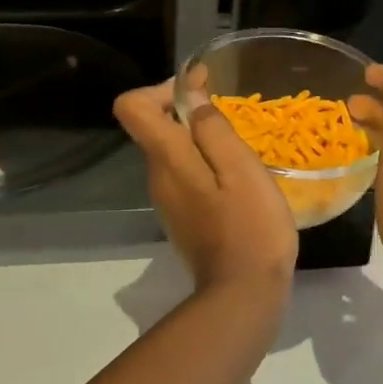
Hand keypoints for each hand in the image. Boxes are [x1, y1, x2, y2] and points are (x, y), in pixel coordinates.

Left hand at [113, 81, 297, 295]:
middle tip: (229, 111)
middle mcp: (157, 176)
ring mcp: (168, 201)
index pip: (132, 107)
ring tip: (240, 144)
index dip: (162, 88)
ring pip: (173, 151)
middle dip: (186, 109)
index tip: (200, 87)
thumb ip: (212, 129)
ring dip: (199, 137)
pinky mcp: (182, 218)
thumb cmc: (249, 227)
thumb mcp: (240, 169)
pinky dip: (205, 163)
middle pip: (154, 126)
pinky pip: (185, 175)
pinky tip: (238, 177)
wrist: (244, 297)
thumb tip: (191, 96)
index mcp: (167, 159)